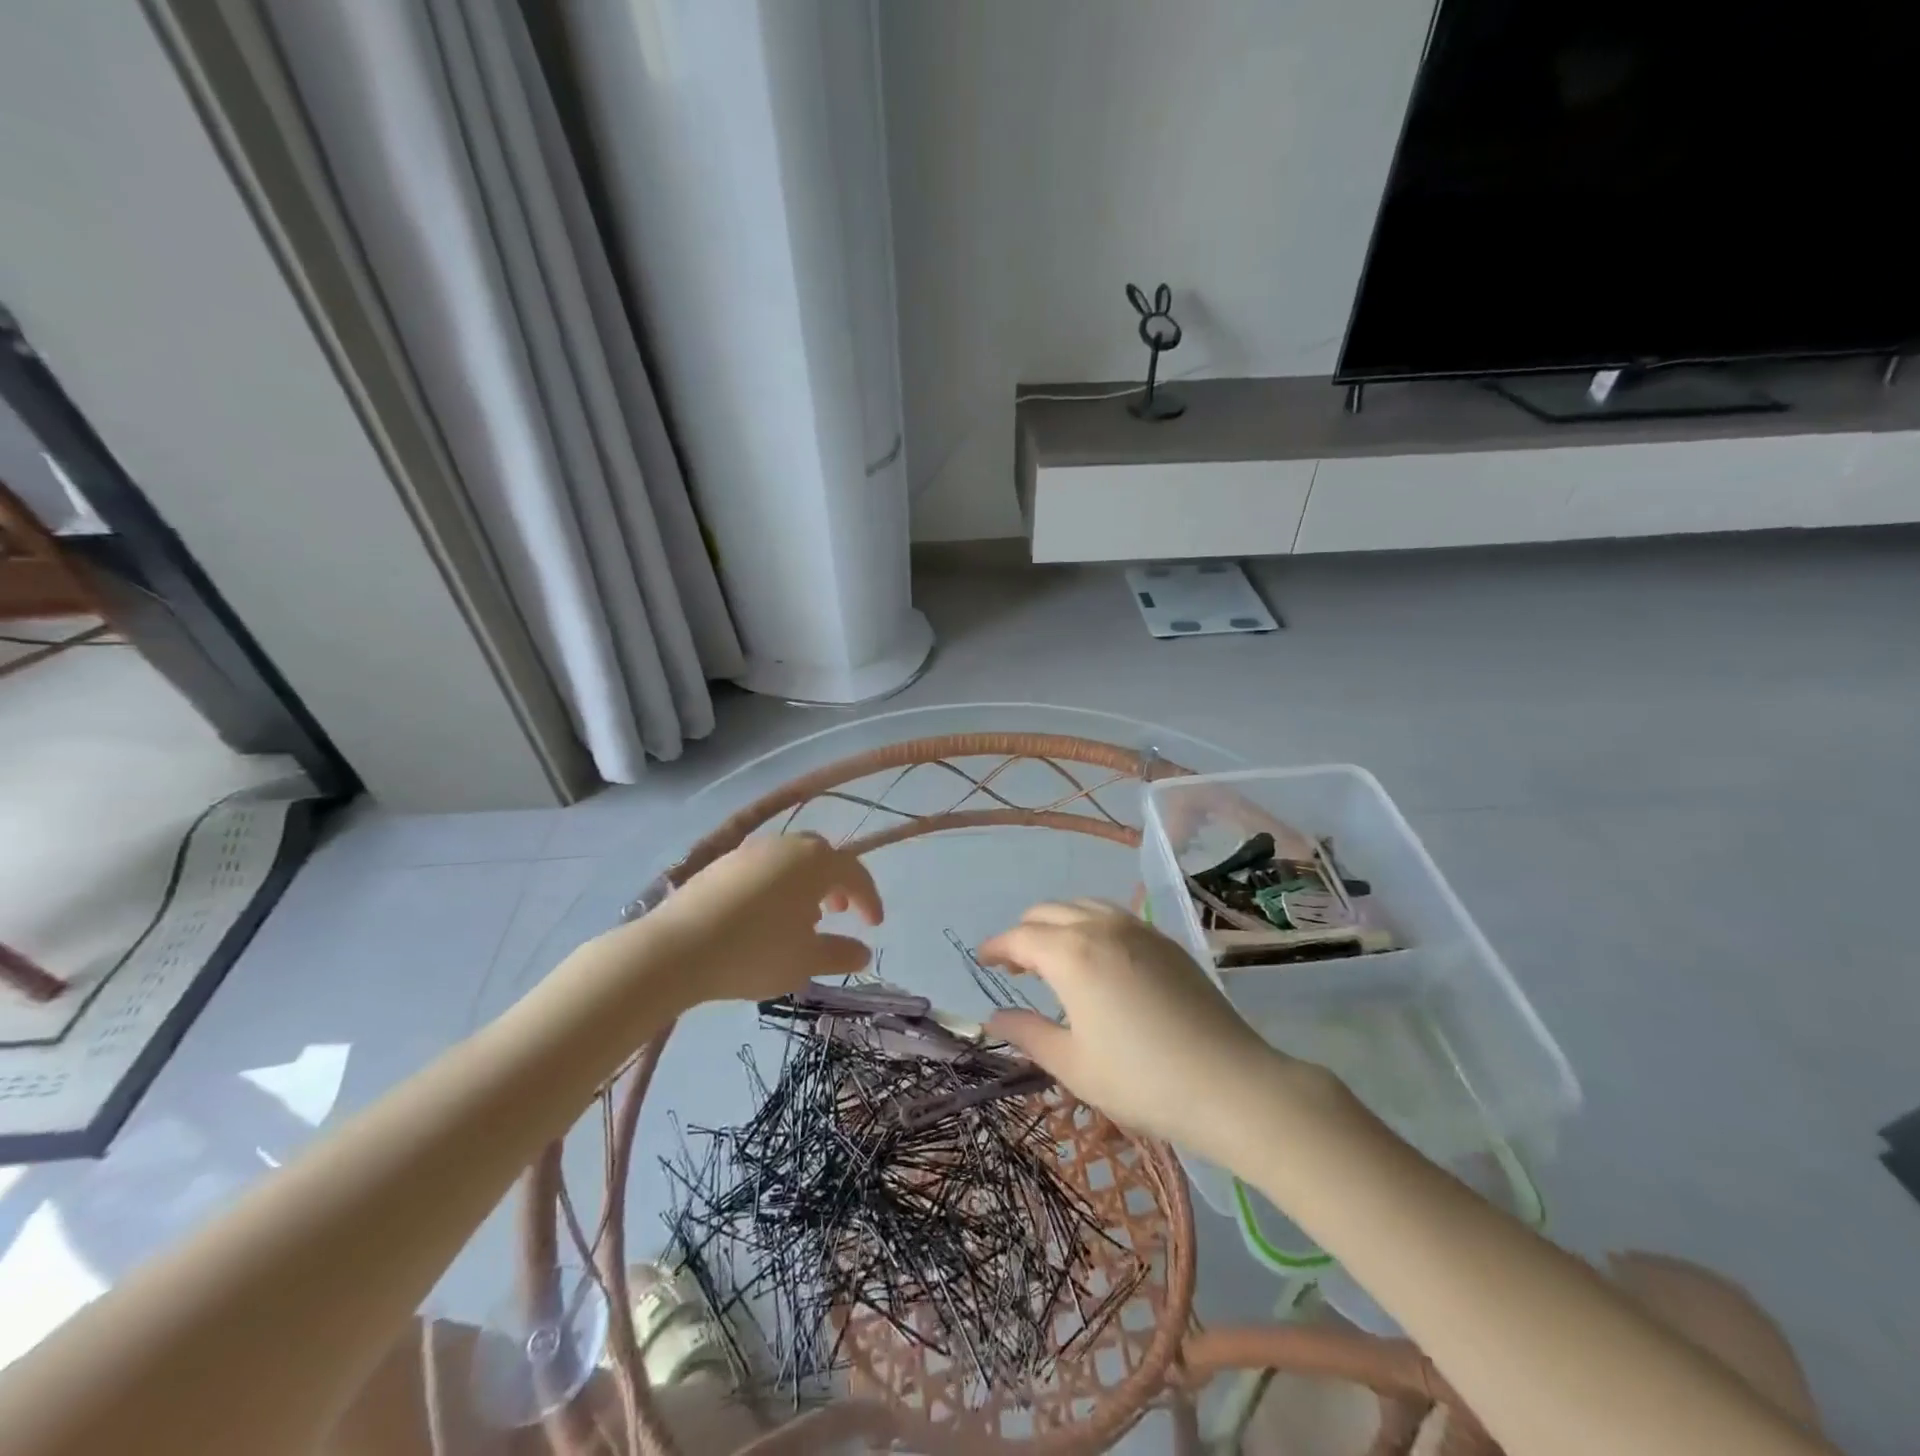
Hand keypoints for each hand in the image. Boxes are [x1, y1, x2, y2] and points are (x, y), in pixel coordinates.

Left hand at [604, 833, 881, 1010]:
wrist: (676, 948)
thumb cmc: (755, 952)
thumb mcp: (806, 961)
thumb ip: (841, 953)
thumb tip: (864, 952)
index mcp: (815, 861)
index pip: (855, 872)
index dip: (869, 899)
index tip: (874, 925)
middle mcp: (786, 845)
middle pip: (822, 857)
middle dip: (837, 884)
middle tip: (840, 911)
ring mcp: (750, 850)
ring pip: (790, 861)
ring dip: (805, 885)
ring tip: (801, 919)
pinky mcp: (720, 863)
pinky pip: (762, 868)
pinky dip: (775, 886)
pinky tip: (764, 917)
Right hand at [977, 900, 1293, 1161]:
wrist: (1229, 1083)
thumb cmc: (1141, 1079)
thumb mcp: (1072, 1064)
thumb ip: (1027, 1033)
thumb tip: (993, 1019)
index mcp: (1070, 953)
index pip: (1019, 937)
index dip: (996, 947)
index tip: (983, 960)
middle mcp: (1100, 927)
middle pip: (1048, 912)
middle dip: (1024, 933)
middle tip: (1015, 966)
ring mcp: (1138, 929)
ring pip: (1083, 907)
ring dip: (1058, 924)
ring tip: (1053, 958)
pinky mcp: (1165, 941)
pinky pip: (1114, 916)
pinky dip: (1090, 926)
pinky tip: (1097, 960)